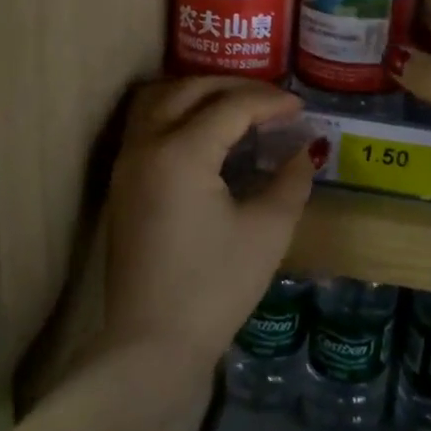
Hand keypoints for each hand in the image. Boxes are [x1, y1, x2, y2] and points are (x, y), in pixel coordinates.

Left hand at [104, 77, 314, 371]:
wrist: (153, 344)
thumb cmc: (215, 286)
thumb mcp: (268, 231)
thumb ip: (291, 181)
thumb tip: (306, 151)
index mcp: (182, 153)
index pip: (232, 107)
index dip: (271, 102)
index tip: (301, 109)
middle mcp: (147, 146)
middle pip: (189, 89)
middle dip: (234, 86)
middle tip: (272, 100)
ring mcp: (128, 165)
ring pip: (159, 101)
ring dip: (199, 94)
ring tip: (238, 108)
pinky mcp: (123, 185)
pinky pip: (149, 125)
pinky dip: (179, 114)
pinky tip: (210, 136)